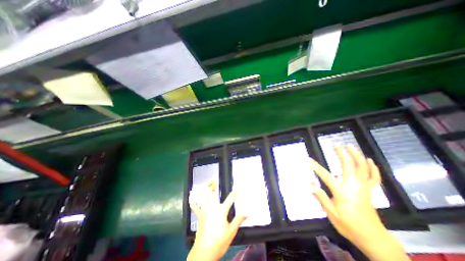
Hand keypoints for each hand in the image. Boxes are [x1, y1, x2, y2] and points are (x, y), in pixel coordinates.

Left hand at [187, 184, 247, 260]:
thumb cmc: (218, 243)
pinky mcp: (199, 216)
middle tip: (215, 179)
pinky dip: (192, 200)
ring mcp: (204, 211)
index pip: (230, 198)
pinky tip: (191, 195)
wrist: (203, 254)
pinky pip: (194, 206)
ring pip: (203, 197)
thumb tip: (248, 212)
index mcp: (221, 211)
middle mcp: (212, 208)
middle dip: (213, 185)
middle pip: (212, 193)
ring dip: (205, 189)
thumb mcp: (231, 232)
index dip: (236, 191)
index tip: (239, 186)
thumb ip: (239, 220)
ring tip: (208, 182)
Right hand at [310, 145, 407, 260]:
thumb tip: (310, 184)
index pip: (326, 176)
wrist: (373, 239)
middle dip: (342, 155)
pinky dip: (373, 168)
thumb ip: (321, 198)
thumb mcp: (332, 214)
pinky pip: (373, 178)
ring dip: (357, 156)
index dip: (316, 167)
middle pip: (349, 167)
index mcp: (342, 193)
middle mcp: (354, 187)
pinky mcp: (369, 191)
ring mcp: (363, 188)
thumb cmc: (349, 226)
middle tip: (337, 145)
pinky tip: (369, 160)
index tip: (308, 160)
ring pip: (363, 169)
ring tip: (351, 147)